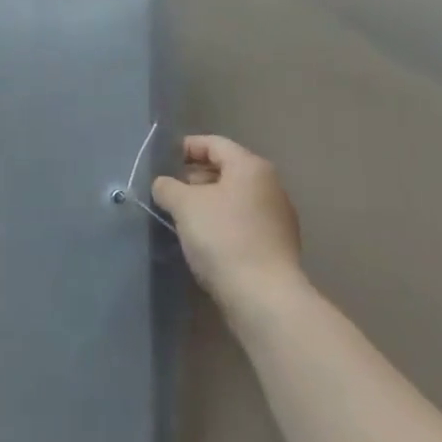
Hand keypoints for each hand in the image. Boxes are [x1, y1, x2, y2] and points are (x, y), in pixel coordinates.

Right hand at [153, 135, 303, 313]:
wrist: (264, 298)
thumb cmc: (223, 238)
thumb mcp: (185, 205)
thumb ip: (168, 187)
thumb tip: (163, 184)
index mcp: (250, 167)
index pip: (214, 144)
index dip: (186, 148)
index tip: (164, 161)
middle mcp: (270, 185)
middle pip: (227, 169)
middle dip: (196, 177)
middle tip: (170, 190)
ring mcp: (278, 217)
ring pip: (235, 197)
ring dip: (209, 201)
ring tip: (183, 216)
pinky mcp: (278, 245)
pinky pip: (244, 221)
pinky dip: (223, 222)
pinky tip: (205, 239)